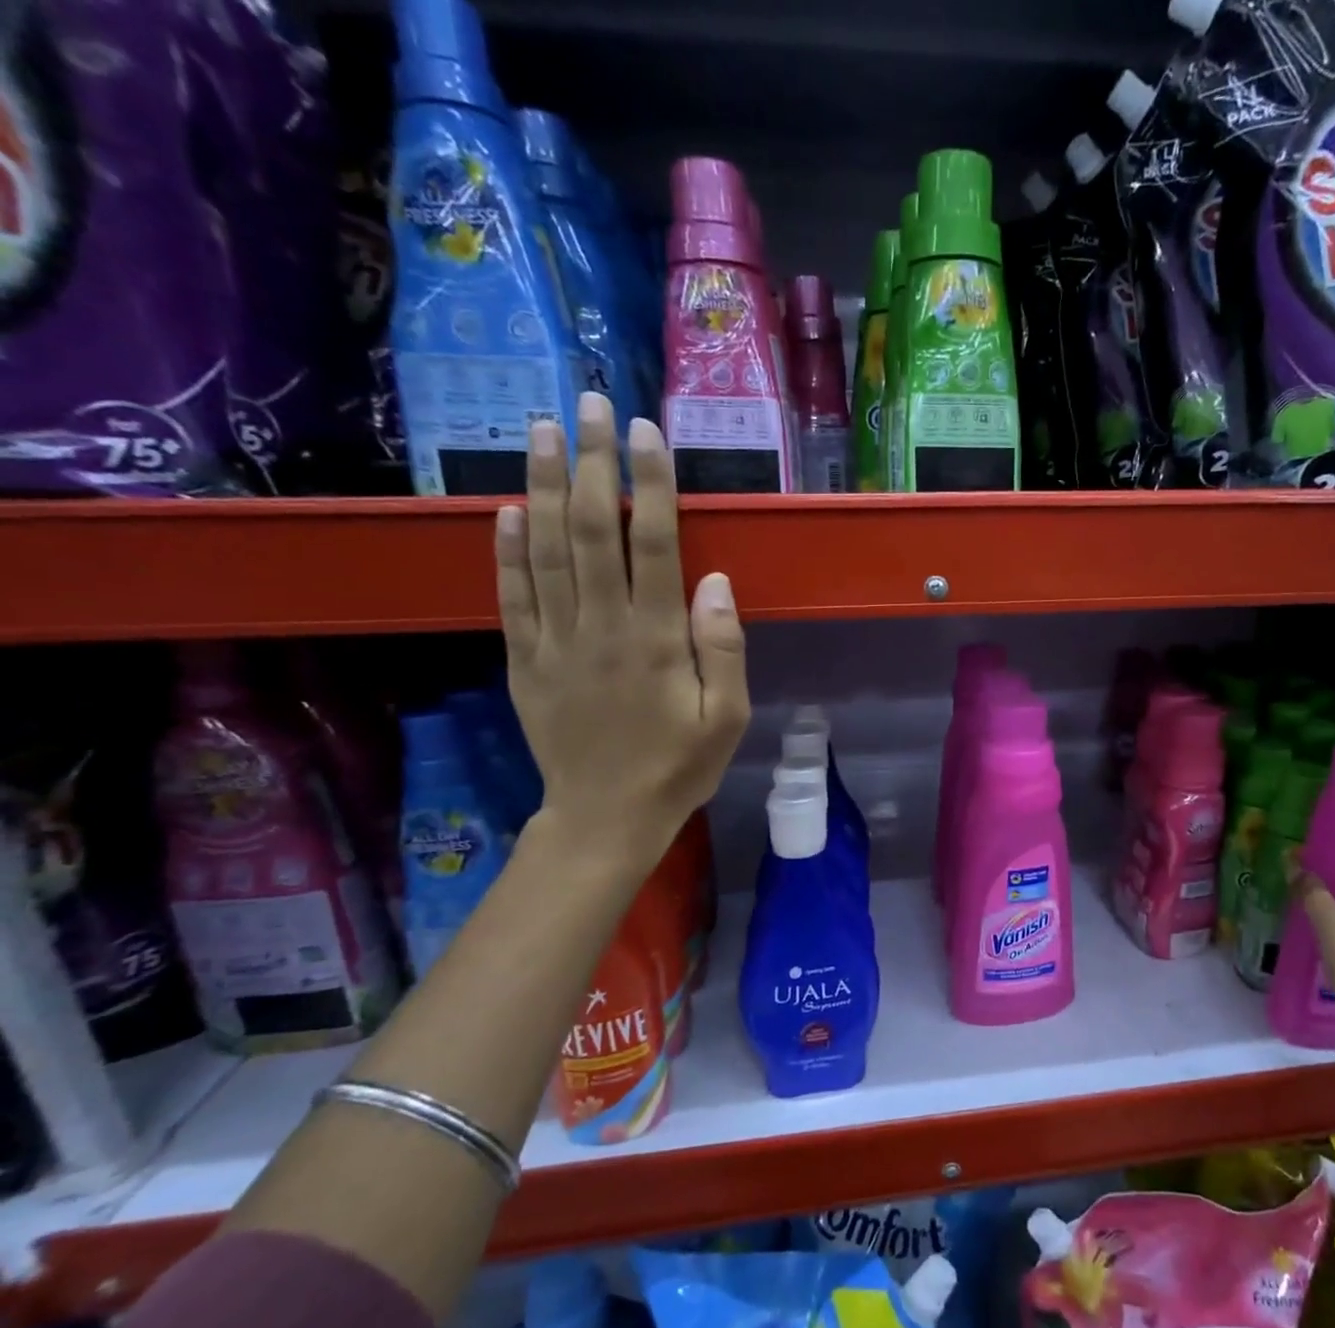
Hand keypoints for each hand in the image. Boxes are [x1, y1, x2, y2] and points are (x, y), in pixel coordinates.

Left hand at [495, 393, 749, 869]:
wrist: (606, 817)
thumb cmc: (679, 767)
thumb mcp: (728, 719)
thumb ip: (723, 649)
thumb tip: (714, 580)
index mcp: (655, 640)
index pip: (652, 545)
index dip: (651, 484)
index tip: (647, 432)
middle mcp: (600, 628)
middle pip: (592, 530)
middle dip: (594, 463)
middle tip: (590, 404)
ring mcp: (555, 641)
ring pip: (545, 550)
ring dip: (544, 486)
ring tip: (542, 431)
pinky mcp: (525, 660)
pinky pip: (511, 596)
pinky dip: (507, 550)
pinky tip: (507, 509)